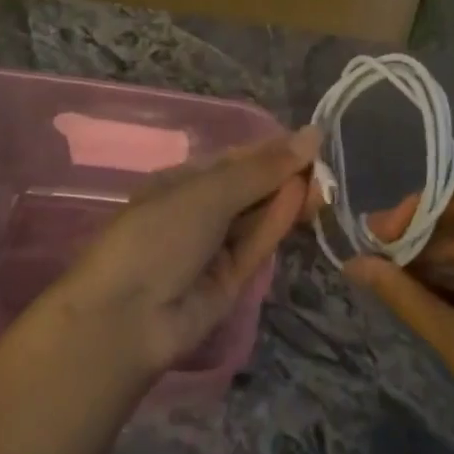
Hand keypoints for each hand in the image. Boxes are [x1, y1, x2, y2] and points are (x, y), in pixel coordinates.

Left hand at [44, 126, 320, 381]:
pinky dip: (279, 221)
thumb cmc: (159, 234)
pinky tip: (303, 199)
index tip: (311, 140)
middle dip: (285, 174)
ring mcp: (215, 247)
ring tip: (325, 180)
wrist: (127, 319)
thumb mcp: (209, 191)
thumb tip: (311, 134)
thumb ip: (263, 167)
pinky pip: (258, 243)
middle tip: (326, 164)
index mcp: (182, 182)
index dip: (272, 149)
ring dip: (289, 197)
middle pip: (251, 187)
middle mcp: (200, 211)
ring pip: (259, 215)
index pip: (236, 159)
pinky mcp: (231, 280)